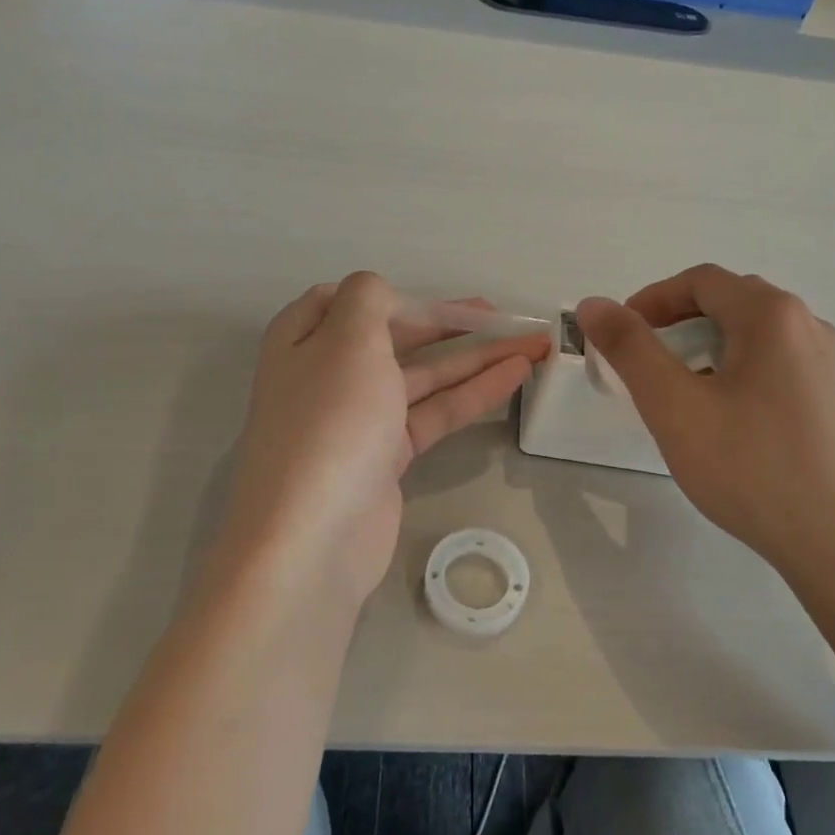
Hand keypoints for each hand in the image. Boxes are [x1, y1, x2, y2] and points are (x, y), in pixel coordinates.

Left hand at [220, 272, 549, 609]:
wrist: (312, 539)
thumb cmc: (330, 423)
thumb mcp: (348, 339)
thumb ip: (369, 299)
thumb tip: (381, 296)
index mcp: (304, 340)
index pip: (351, 301)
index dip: (399, 297)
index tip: (443, 303)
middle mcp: (327, 374)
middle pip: (395, 337)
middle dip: (450, 325)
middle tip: (504, 318)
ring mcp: (358, 419)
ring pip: (422, 377)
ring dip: (474, 359)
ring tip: (530, 344)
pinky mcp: (386, 457)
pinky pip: (433, 413)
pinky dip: (471, 393)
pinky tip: (514, 376)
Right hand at [576, 265, 834, 575]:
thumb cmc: (751, 468)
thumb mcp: (674, 406)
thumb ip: (630, 348)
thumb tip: (594, 305)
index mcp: (772, 315)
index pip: (702, 281)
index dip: (653, 299)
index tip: (621, 333)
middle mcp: (811, 326)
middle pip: (733, 302)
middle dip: (681, 321)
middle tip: (648, 361)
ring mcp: (834, 365)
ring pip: (760, 337)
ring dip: (712, 348)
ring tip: (686, 394)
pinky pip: (783, 366)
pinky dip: (744, 372)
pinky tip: (733, 422)